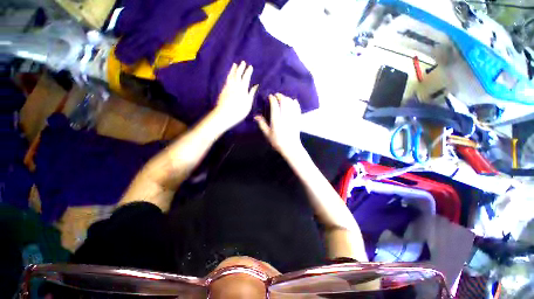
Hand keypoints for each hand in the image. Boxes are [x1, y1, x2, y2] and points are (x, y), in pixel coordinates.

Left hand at [213, 61, 258, 129]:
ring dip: (233, 70)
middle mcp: (235, 85)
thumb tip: (255, 85)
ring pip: (231, 76)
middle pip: (238, 74)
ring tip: (235, 65)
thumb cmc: (239, 111)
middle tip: (243, 62)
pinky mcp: (223, 90)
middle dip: (241, 68)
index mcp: (243, 88)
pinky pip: (227, 79)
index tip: (250, 66)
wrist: (225, 114)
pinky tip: (229, 75)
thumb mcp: (248, 103)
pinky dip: (229, 75)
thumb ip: (251, 93)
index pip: (246, 77)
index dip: (248, 71)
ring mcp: (228, 87)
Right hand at [255, 93, 303, 158]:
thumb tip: (256, 116)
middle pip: (284, 102)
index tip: (270, 96)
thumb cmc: (277, 142)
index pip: (275, 106)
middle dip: (280, 96)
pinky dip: (295, 103)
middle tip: (276, 95)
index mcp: (276, 120)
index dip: (272, 99)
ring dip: (287, 98)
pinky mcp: (298, 119)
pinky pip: (297, 108)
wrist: (291, 147)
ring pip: (291, 103)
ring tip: (283, 98)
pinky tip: (293, 101)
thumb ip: (262, 124)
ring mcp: (292, 117)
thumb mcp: (267, 134)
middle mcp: (285, 117)